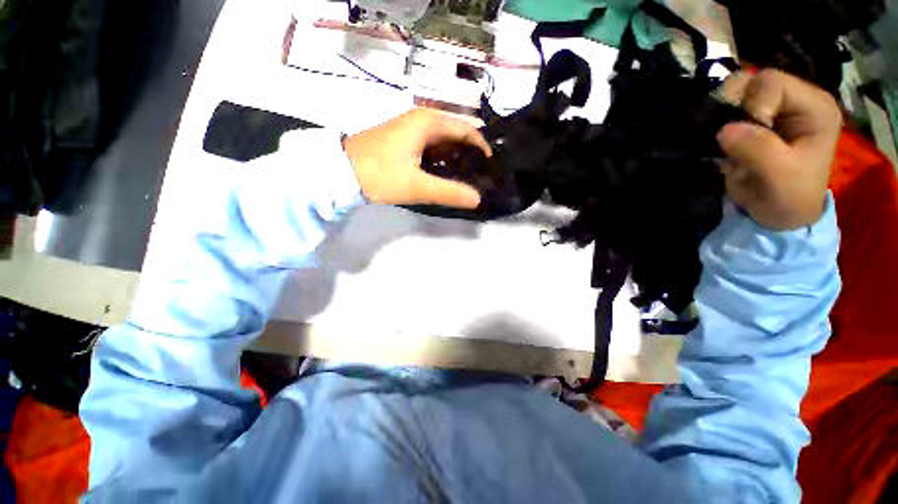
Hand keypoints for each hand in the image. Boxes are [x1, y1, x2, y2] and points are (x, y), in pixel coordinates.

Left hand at [343, 108, 491, 207]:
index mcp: (427, 122)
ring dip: (455, 156)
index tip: (490, 166)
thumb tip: (477, 199)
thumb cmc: (379, 175)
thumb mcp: (417, 186)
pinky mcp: (402, 139)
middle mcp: (421, 119)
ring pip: (442, 140)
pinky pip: (430, 145)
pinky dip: (441, 158)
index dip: (481, 146)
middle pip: (455, 133)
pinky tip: (444, 173)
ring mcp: (409, 128)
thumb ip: (449, 192)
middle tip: (481, 174)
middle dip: (470, 152)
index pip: (466, 129)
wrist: (339, 172)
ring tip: (467, 176)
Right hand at [716, 69, 841, 229]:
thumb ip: (758, 149)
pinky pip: (728, 108)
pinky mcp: (756, 119)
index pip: (772, 84)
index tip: (747, 137)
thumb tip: (723, 130)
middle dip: (733, 107)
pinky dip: (717, 120)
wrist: (780, 214)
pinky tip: (721, 139)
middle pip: (752, 81)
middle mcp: (796, 99)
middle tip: (728, 135)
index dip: (752, 107)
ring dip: (722, 114)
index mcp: (815, 107)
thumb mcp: (779, 176)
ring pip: (736, 91)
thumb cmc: (788, 196)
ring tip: (724, 139)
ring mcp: (774, 108)